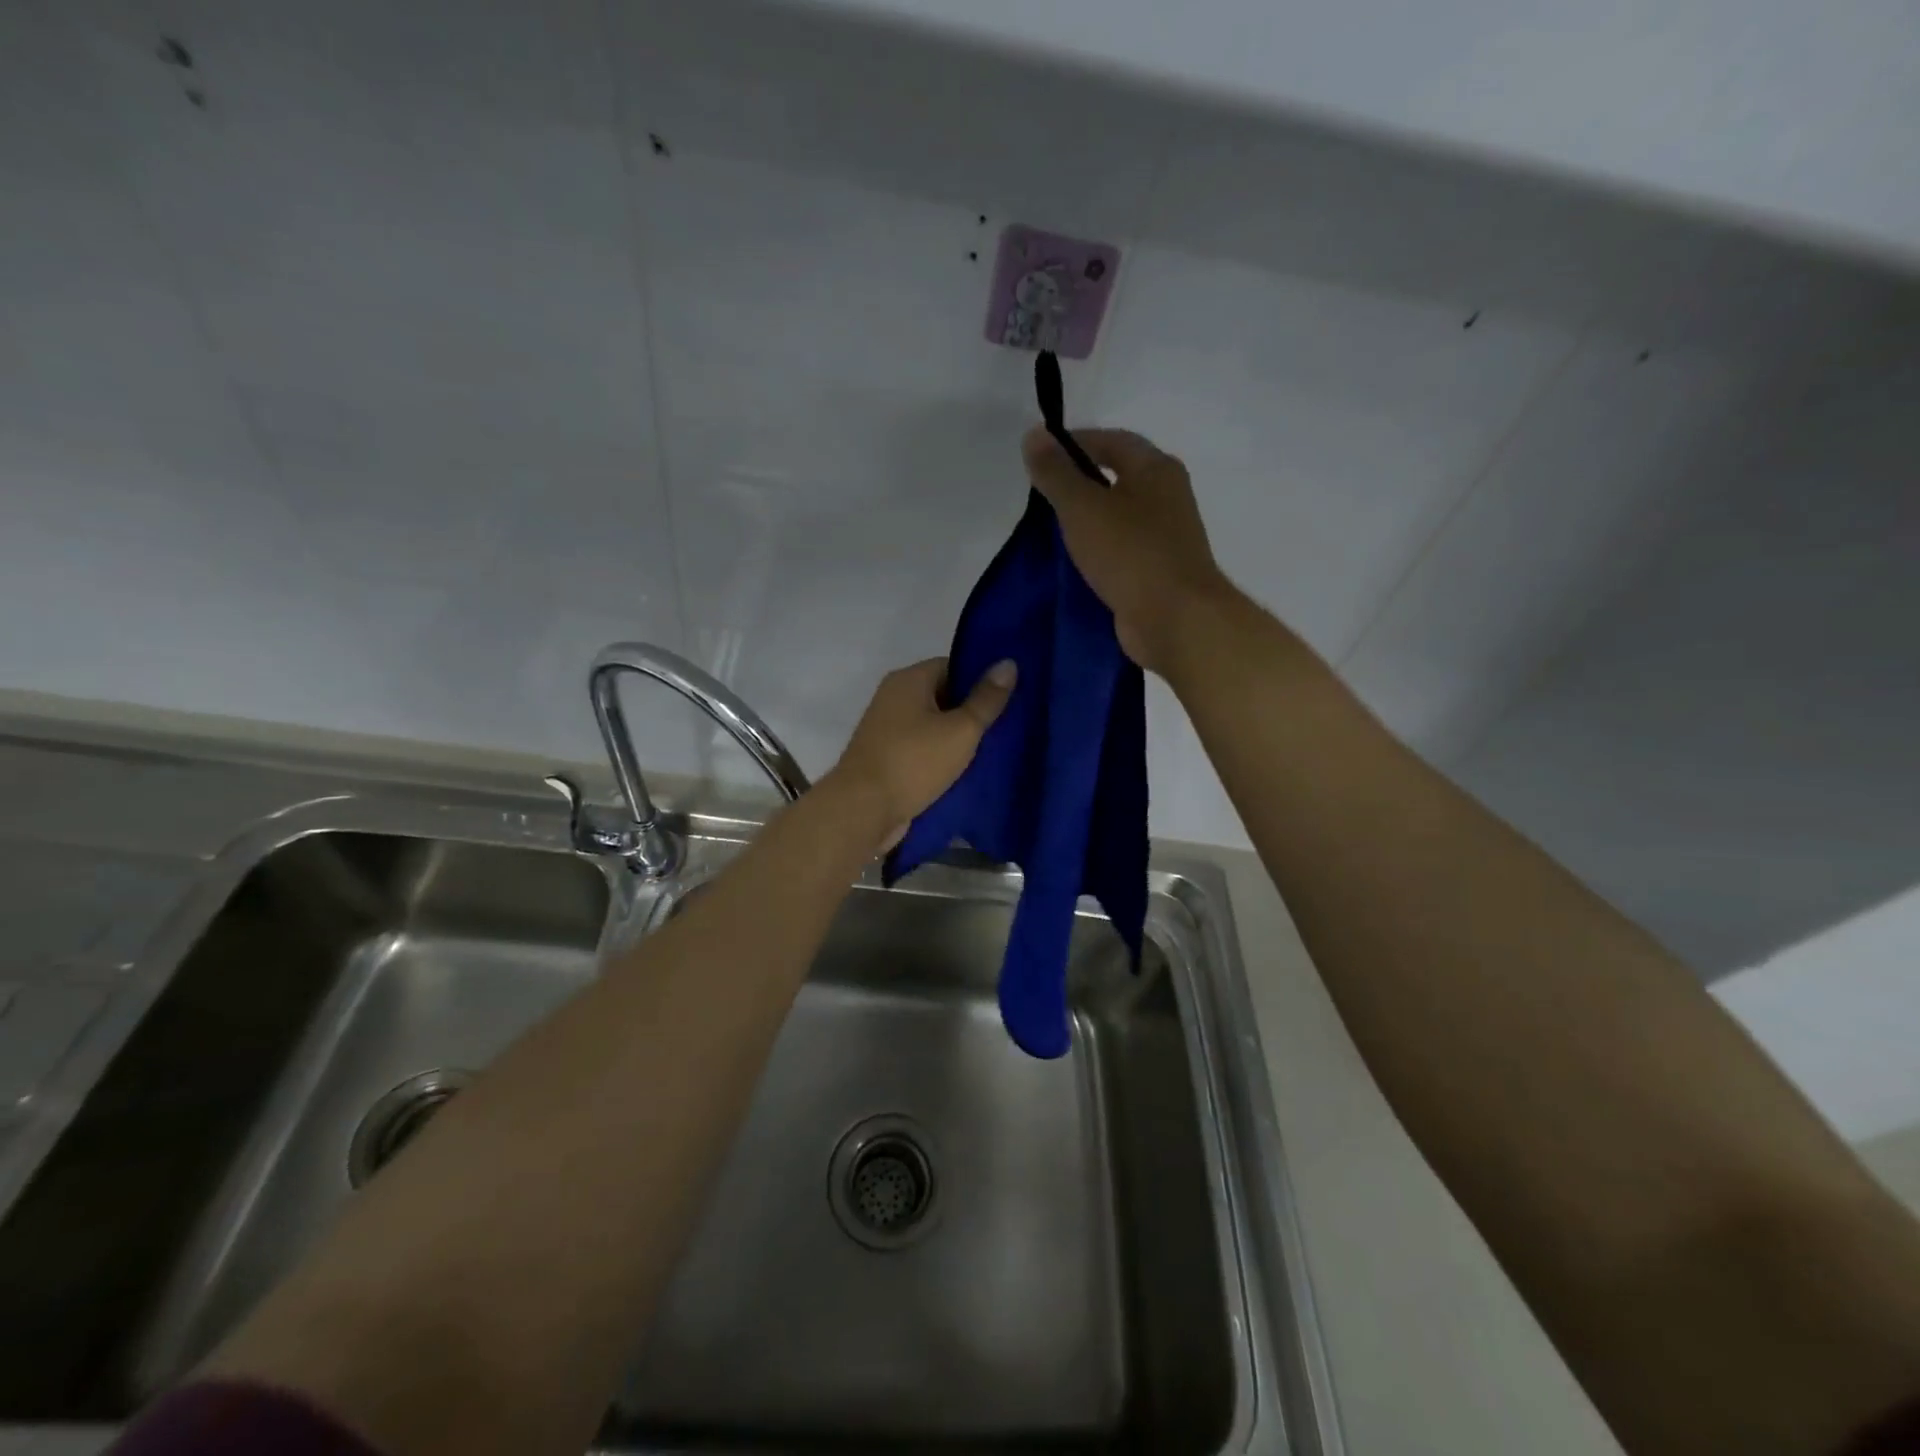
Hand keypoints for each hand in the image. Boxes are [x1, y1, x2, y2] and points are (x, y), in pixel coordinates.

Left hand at [830, 657, 1016, 850]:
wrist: (863, 810)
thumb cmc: (914, 762)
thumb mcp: (961, 729)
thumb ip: (986, 699)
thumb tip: (1008, 663)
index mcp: (909, 680)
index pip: (952, 666)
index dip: (980, 680)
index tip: (1007, 697)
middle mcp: (893, 698)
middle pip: (942, 695)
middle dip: (971, 711)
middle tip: (1007, 725)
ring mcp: (886, 729)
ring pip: (932, 726)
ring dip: (956, 738)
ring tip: (993, 749)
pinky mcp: (886, 758)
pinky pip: (921, 749)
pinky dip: (940, 757)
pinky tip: (966, 771)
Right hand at [1022, 425, 1232, 676]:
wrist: (1176, 620)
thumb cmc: (1131, 554)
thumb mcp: (1083, 507)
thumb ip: (1056, 473)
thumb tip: (1033, 435)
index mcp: (1156, 469)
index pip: (1111, 440)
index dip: (1074, 443)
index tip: (1038, 457)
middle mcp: (1166, 496)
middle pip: (1117, 478)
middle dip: (1079, 483)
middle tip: (1039, 496)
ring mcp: (1164, 537)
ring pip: (1118, 518)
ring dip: (1086, 521)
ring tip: (1048, 531)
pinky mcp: (1157, 572)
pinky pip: (1120, 552)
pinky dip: (1096, 552)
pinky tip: (1071, 564)